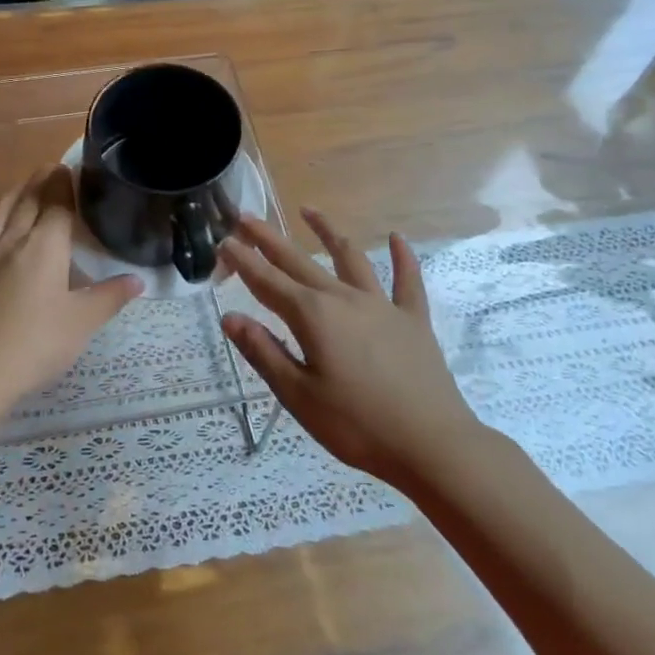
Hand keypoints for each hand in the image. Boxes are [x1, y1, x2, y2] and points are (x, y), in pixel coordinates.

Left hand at [0, 166, 141, 407]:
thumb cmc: (38, 342)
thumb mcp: (83, 322)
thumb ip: (110, 297)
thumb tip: (138, 280)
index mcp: (45, 245)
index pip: (57, 201)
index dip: (66, 183)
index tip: (73, 169)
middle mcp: (14, 239)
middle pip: (27, 199)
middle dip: (41, 180)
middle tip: (52, 168)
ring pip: (1, 211)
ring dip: (15, 193)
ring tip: (24, 187)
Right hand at [221, 209, 479, 485]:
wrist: (432, 444)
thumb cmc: (356, 425)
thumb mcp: (298, 395)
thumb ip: (264, 352)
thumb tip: (230, 318)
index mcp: (312, 317)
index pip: (267, 282)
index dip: (243, 261)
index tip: (223, 241)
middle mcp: (343, 299)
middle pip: (299, 262)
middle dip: (269, 239)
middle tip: (246, 216)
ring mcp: (381, 306)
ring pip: (349, 258)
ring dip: (327, 232)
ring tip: (309, 210)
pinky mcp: (412, 320)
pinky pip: (407, 281)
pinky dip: (402, 258)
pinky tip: (397, 238)